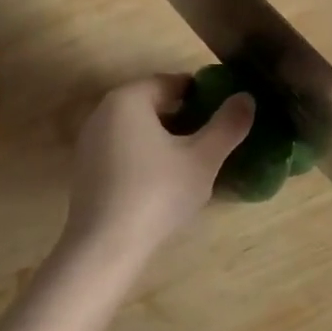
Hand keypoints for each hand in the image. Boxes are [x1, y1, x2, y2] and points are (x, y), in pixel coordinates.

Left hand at [59, 75, 254, 276]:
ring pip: (138, 128)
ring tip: (192, 162)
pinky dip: (145, 156)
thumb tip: (246, 97)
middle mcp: (103, 112)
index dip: (202, 95)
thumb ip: (228, 125)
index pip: (172, 83)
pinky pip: (123, 150)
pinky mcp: (85, 170)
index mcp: (129, 98)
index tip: (224, 115)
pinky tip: (163, 182)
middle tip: (212, 140)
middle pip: (153, 104)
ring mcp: (89, 141)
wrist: (104, 247)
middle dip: (184, 118)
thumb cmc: (157, 193)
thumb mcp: (203, 159)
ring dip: (165, 138)